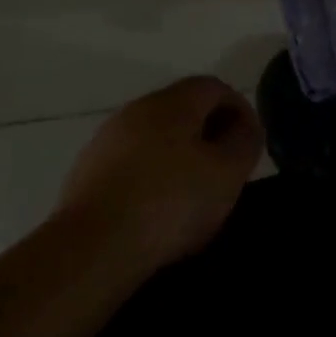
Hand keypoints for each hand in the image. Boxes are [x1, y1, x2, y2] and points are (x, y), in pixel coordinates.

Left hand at [59, 76, 262, 269]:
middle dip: (209, 132)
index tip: (249, 143)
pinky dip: (151, 175)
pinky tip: (156, 209)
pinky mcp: (86, 172)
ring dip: (179, 155)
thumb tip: (245, 126)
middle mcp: (137, 110)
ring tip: (193, 193)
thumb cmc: (170, 202)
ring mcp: (106, 140)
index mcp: (173, 102)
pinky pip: (131, 163)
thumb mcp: (228, 172)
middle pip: (183, 109)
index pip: (214, 87)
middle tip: (226, 167)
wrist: (91, 249)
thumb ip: (245, 141)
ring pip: (155, 136)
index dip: (239, 109)